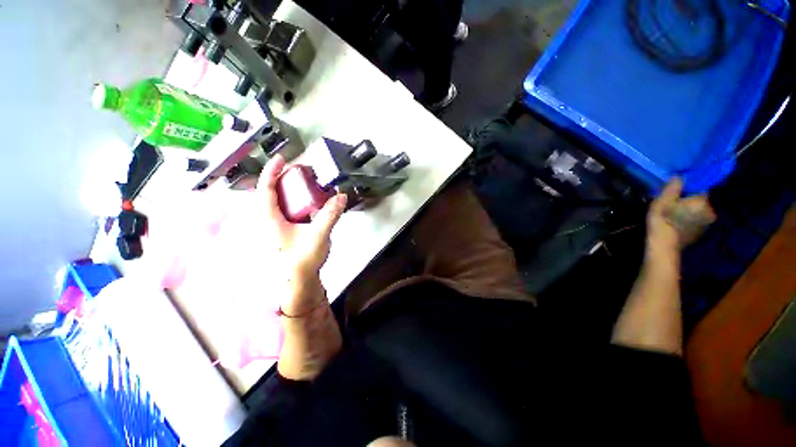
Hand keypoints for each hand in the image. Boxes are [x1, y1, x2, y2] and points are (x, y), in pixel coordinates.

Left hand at [257, 155, 346, 311]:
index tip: (282, 158)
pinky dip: (293, 199)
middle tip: (299, 170)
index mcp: (271, 219)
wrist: (300, 280)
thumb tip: (342, 196)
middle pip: (269, 192)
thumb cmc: (304, 259)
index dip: (271, 171)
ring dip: (287, 188)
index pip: (266, 189)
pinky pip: (285, 209)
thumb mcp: (319, 235)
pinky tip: (307, 201)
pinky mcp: (284, 230)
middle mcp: (269, 220)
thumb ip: (330, 215)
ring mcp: (276, 226)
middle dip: (281, 177)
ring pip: (277, 201)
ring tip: (303, 181)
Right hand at [647, 178, 715, 253]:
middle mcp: (709, 211)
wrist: (664, 245)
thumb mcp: (663, 201)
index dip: (689, 188)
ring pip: (699, 211)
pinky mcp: (701, 232)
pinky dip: (689, 219)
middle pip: (700, 200)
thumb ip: (673, 188)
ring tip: (674, 213)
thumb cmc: (663, 220)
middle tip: (673, 203)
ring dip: (690, 210)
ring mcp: (707, 223)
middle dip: (689, 200)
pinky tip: (678, 223)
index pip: (700, 188)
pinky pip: (697, 220)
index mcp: (702, 201)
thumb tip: (679, 177)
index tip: (678, 190)